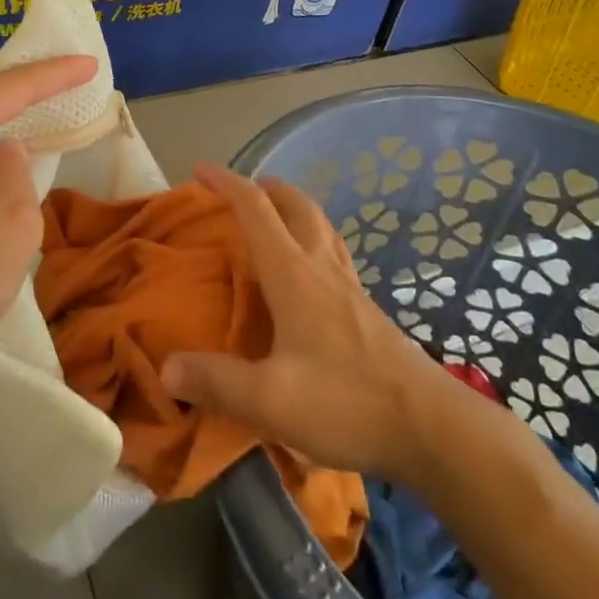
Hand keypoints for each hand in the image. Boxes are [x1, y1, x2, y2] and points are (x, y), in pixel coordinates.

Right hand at [161, 163, 448, 478]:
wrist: (432, 427)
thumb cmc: (347, 402)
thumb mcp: (270, 401)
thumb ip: (217, 382)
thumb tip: (166, 368)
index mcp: (294, 274)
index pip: (255, 209)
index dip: (225, 183)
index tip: (199, 170)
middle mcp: (322, 268)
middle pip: (296, 205)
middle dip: (266, 188)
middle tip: (242, 190)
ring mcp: (350, 288)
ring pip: (321, 226)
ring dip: (294, 209)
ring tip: (274, 219)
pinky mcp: (367, 311)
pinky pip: (334, 255)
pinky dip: (314, 241)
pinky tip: (309, 275)